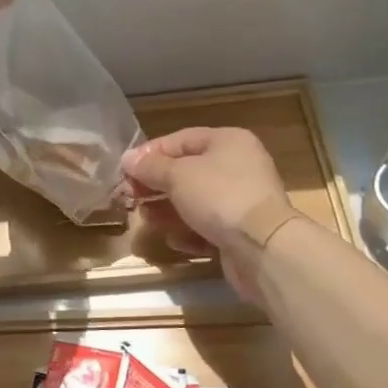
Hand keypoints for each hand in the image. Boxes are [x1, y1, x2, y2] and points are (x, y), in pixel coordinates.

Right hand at [123, 128, 288, 299]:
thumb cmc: (219, 197)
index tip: (125, 170)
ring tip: (147, 219)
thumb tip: (128, 158)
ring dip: (167, 211)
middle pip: (186, 172)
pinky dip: (189, 232)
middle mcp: (237, 167)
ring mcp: (241, 201)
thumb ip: (150, 167)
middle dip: (156, 185)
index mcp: (227, 142)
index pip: (180, 140)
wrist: (263, 247)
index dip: (150, 153)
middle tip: (130, 197)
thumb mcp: (177, 176)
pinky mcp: (240, 232)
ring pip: (195, 202)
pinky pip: (207, 227)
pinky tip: (175, 240)